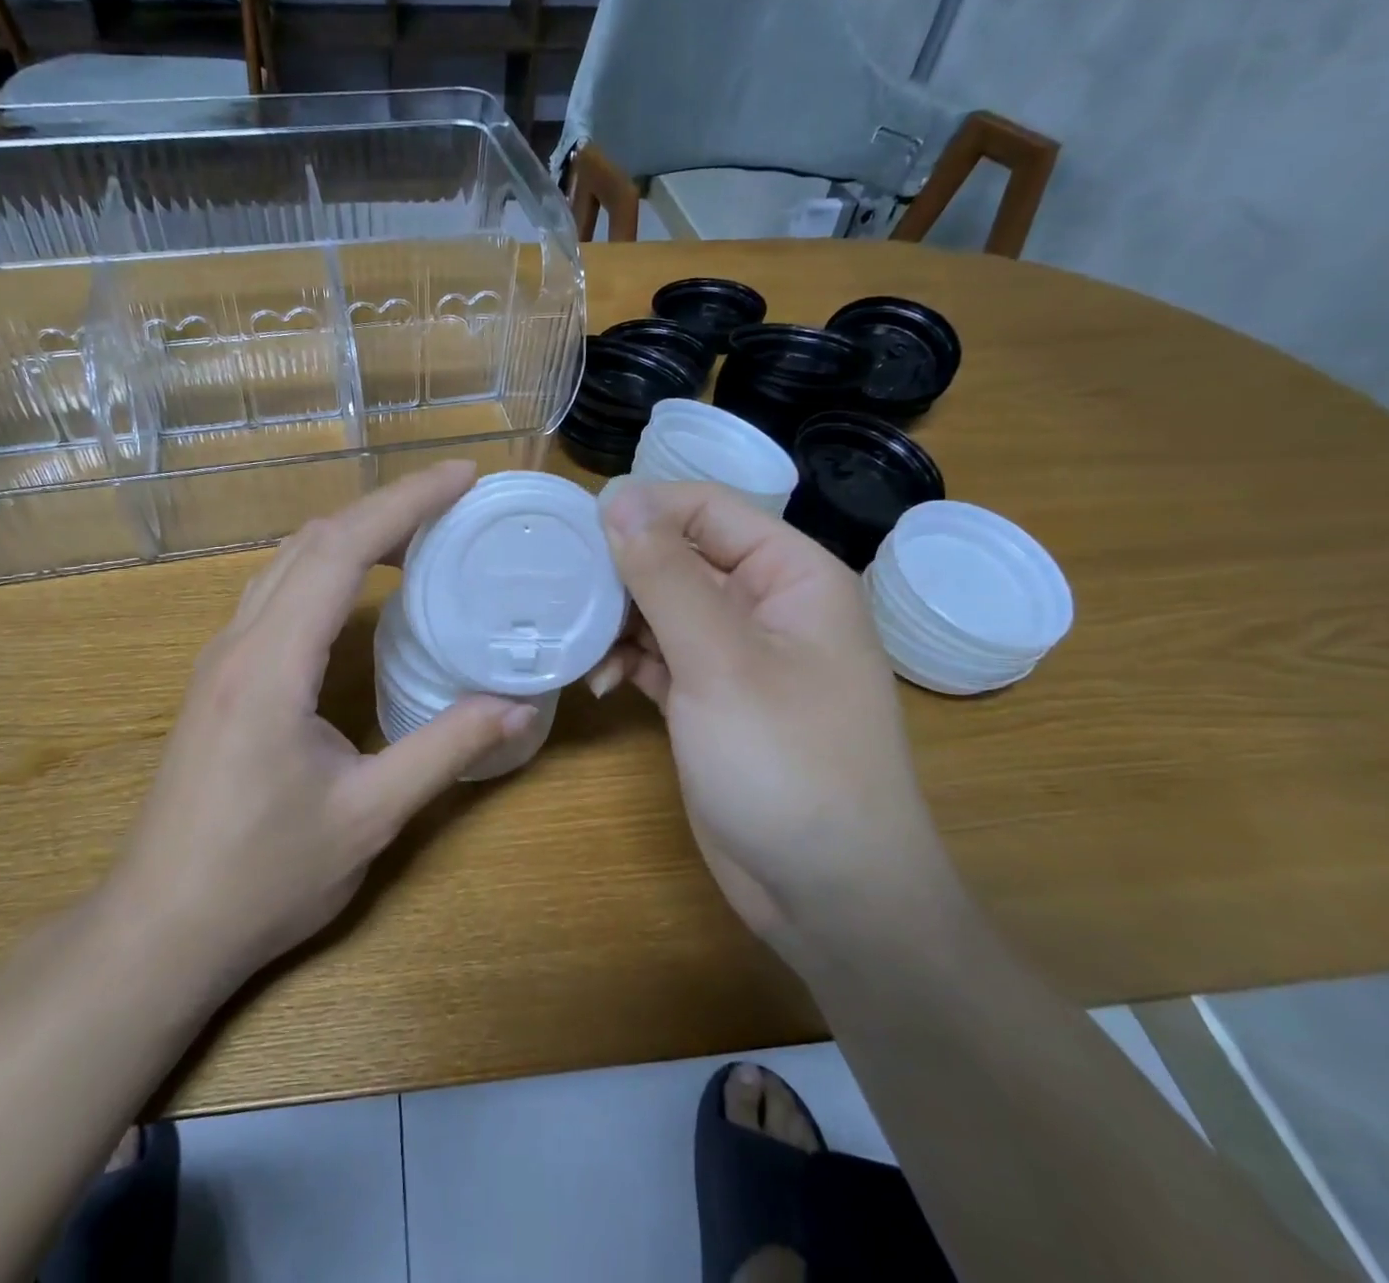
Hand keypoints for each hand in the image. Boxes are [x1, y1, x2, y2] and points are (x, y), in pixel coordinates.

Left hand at [101, 462, 534, 986]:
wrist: (161, 927)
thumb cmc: (263, 877)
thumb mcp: (370, 814)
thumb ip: (447, 749)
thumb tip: (520, 704)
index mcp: (272, 664)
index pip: (341, 550)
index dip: (405, 502)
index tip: (462, 476)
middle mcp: (240, 642)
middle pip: (312, 541)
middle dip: (385, 508)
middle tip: (453, 501)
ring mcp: (222, 658)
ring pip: (289, 562)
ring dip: (353, 534)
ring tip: (418, 533)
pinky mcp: (221, 678)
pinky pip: (277, 594)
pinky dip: (327, 568)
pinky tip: (361, 590)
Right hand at [592, 481, 954, 950]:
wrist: (828, 892)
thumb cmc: (786, 762)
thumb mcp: (720, 660)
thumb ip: (665, 574)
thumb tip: (618, 497)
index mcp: (790, 575)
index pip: (707, 508)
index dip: (642, 509)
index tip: (573, 531)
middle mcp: (764, 604)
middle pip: (679, 556)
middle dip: (620, 572)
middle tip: (559, 590)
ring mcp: (736, 654)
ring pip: (662, 607)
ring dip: (616, 621)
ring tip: (572, 641)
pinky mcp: (710, 697)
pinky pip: (659, 655)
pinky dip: (626, 660)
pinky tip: (597, 681)